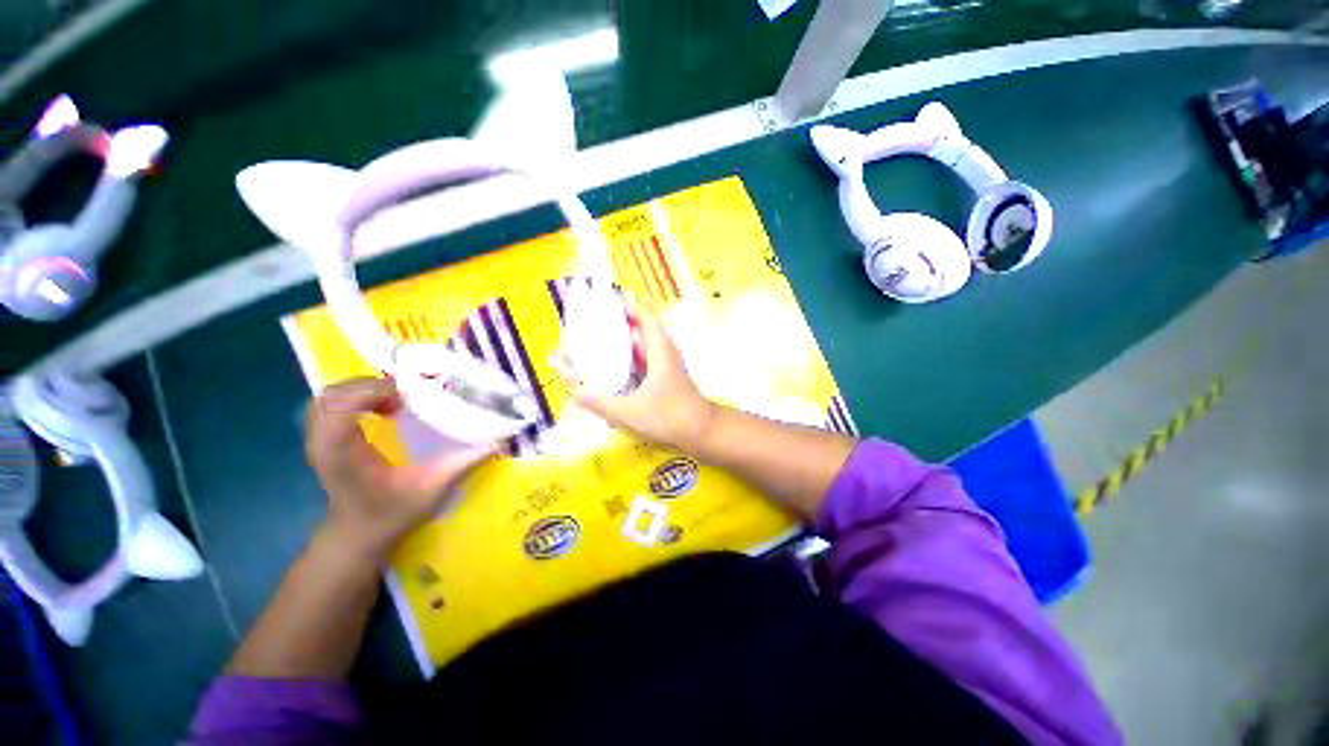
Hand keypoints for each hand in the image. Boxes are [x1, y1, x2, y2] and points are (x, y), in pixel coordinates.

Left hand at [304, 378, 493, 563]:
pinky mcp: (324, 438)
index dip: (372, 391)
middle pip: (332, 394)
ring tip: (396, 398)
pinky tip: (382, 408)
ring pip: (329, 396)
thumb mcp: (432, 490)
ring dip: (363, 389)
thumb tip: (498, 441)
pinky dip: (356, 397)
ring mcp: (317, 438)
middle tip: (406, 395)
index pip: (339, 406)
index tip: (407, 396)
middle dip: (370, 386)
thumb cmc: (391, 515)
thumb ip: (462, 463)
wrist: (357, 535)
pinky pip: (331, 404)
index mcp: (341, 453)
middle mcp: (322, 441)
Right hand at [557, 305, 715, 453]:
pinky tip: (618, 359)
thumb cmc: (670, 417)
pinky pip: (648, 355)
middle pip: (645, 326)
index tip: (610, 297)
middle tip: (598, 315)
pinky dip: (634, 351)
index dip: (630, 305)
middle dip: (624, 318)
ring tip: (604, 332)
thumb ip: (602, 404)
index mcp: (660, 351)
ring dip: (629, 334)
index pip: (646, 318)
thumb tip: (575, 393)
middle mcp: (666, 352)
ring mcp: (668, 364)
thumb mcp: (632, 411)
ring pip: (647, 341)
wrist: (701, 430)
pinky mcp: (667, 375)